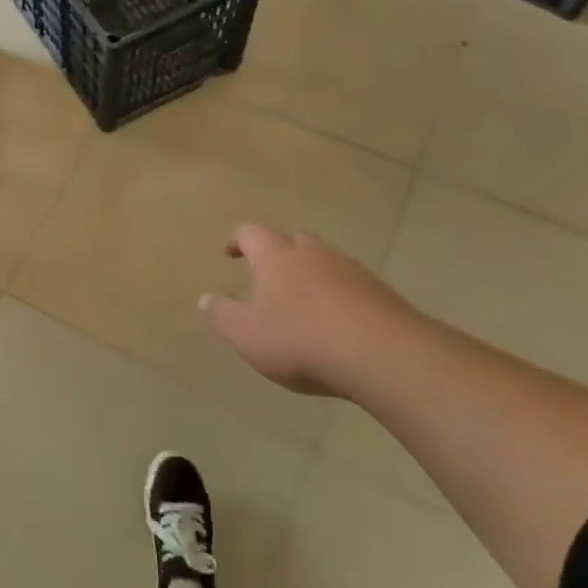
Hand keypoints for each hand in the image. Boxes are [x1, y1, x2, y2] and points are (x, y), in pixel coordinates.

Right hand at [201, 225, 421, 398]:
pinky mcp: (380, 293)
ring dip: (312, 276)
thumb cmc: (300, 339)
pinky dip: (339, 297)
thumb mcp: (244, 334)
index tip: (231, 253)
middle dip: (279, 253)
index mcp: (275, 257)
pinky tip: (337, 324)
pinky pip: (351, 287)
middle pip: (293, 240)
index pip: (251, 232)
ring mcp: (351, 271)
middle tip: (269, 277)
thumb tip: (205, 298)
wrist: (382, 354)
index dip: (238, 240)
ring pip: (325, 262)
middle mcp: (313, 254)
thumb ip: (221, 314)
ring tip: (304, 305)